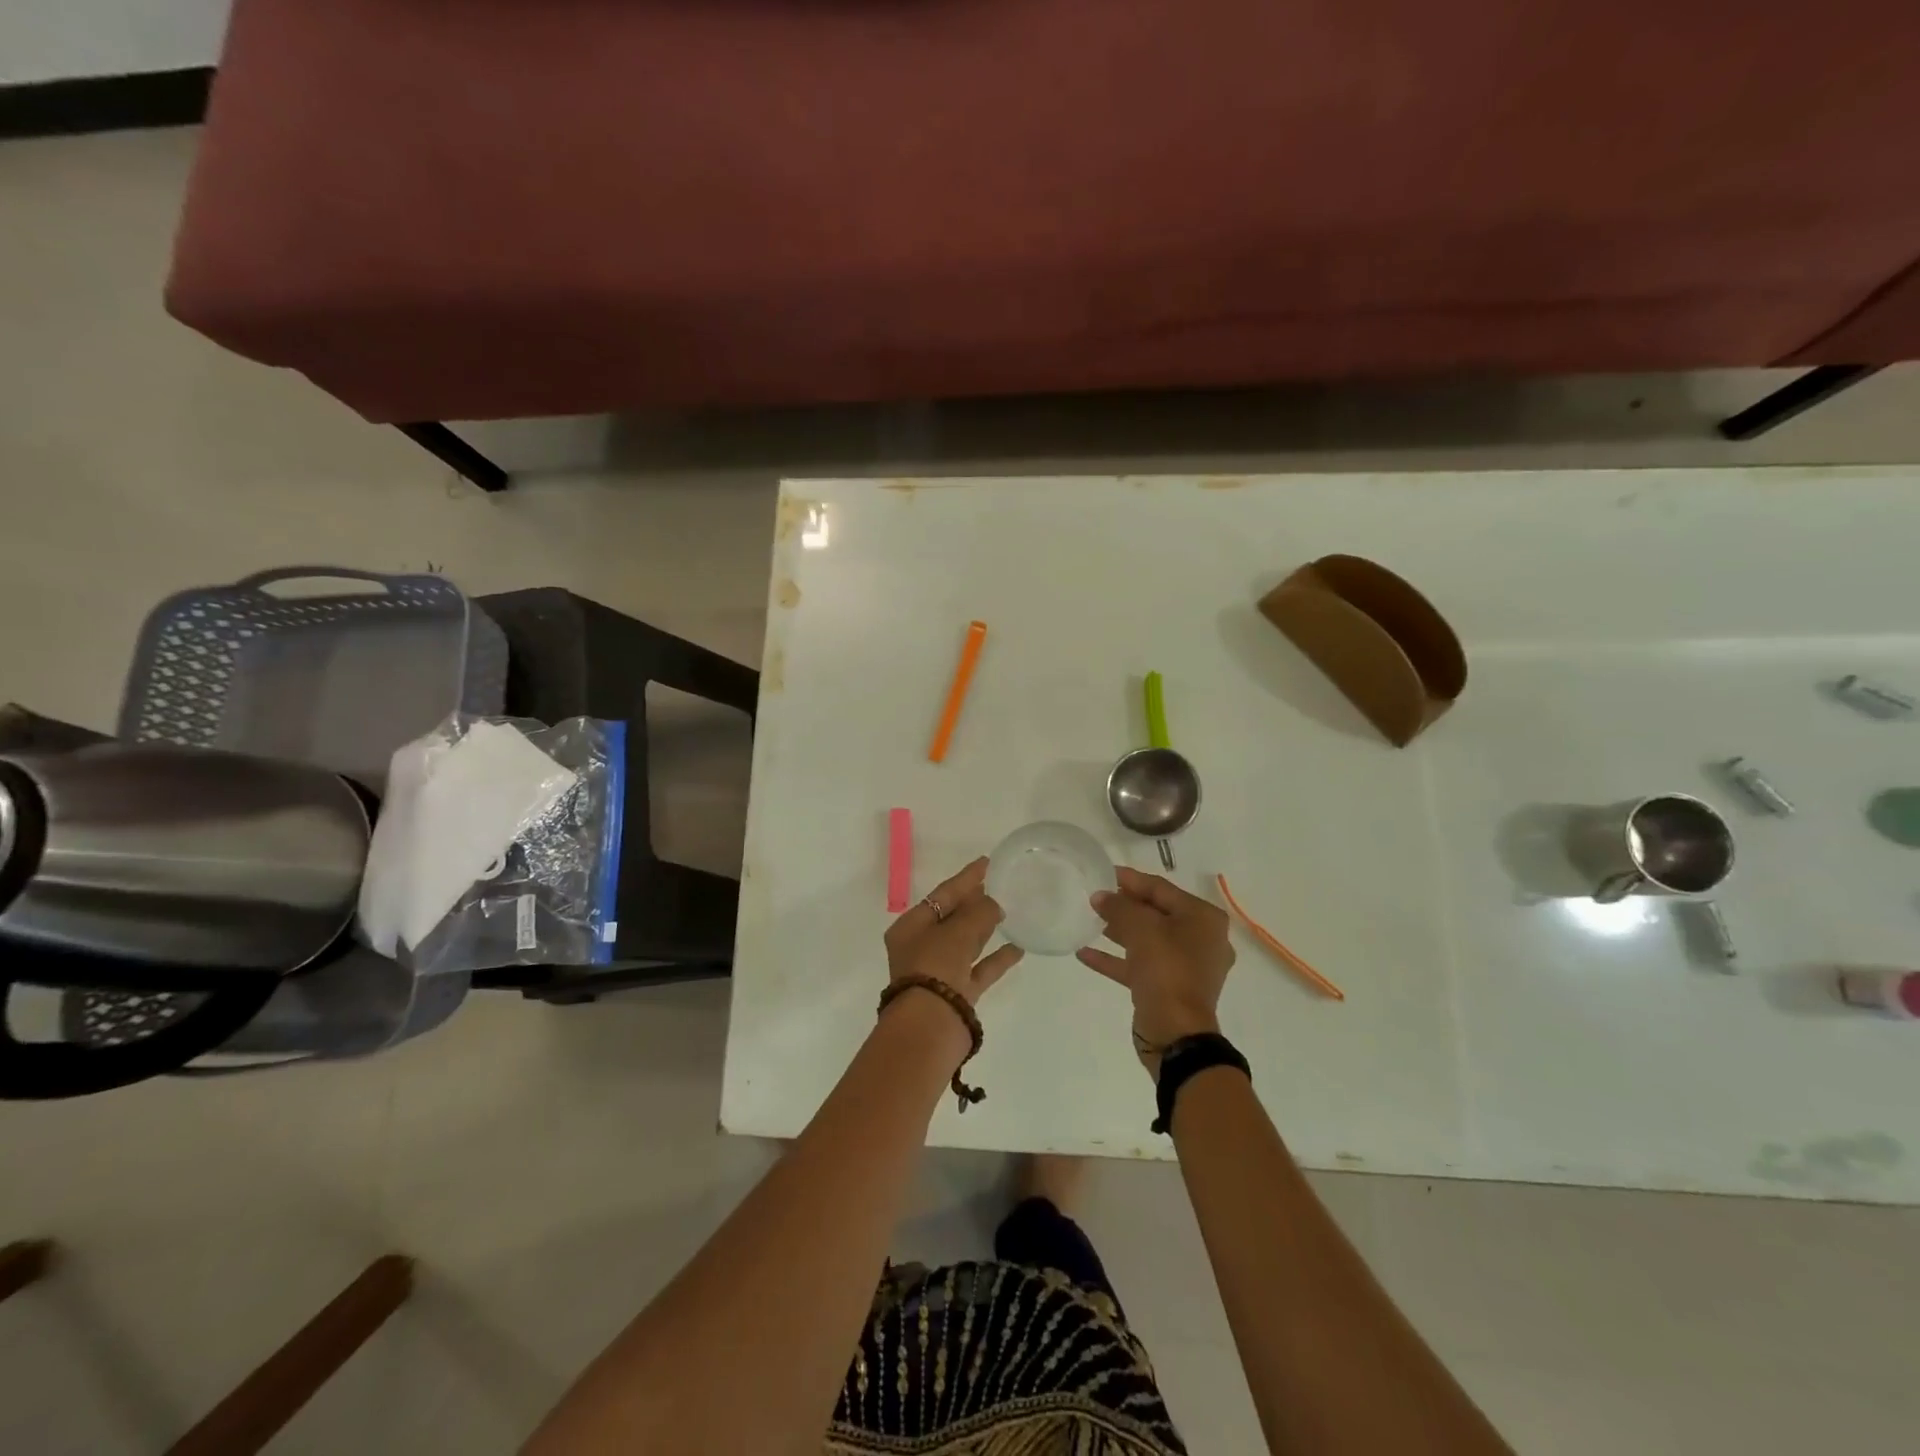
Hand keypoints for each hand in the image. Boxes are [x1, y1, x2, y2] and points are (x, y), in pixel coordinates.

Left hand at [884, 857, 1024, 1008]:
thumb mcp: (957, 932)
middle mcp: (921, 947)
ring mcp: (940, 972)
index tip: (987, 862)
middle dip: (975, 902)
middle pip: (952, 917)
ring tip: (1010, 910)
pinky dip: (996, 958)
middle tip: (1001, 884)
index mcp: (910, 927)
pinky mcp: (957, 994)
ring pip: (966, 942)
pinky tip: (1018, 947)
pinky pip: (979, 969)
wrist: (930, 1028)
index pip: (942, 894)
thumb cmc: (935, 968)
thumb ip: (979, 913)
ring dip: (986, 928)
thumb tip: (994, 903)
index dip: (966, 878)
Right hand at [1078, 867, 1234, 1076]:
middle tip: (1093, 897)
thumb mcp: (1140, 929)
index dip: (1130, 879)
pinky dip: (1116, 959)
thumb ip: (1119, 907)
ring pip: (1147, 940)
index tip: (1103, 872)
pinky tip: (1085, 954)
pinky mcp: (1169, 989)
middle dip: (1124, 906)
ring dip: (1118, 931)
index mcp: (1203, 918)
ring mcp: (1186, 967)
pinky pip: (1140, 965)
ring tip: (1088, 920)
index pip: (1161, 889)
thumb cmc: (1166, 970)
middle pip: (1156, 913)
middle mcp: (1200, 939)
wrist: (1176, 1034)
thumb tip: (1101, 896)